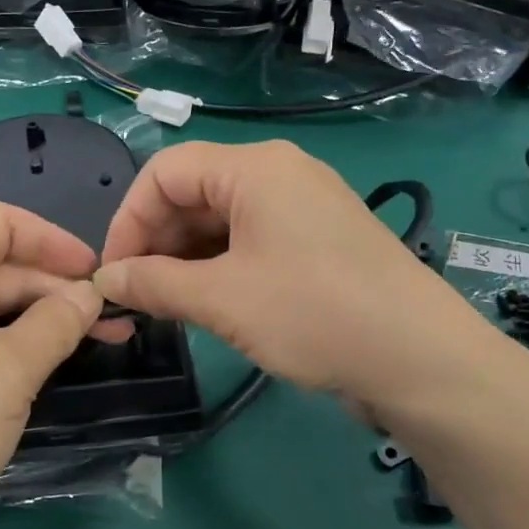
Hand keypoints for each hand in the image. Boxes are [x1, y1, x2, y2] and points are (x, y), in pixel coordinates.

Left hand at [0, 202, 102, 528]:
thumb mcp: (10, 369)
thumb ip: (56, 322)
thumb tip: (89, 294)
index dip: (48, 237)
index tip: (91, 270)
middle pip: (2, 267)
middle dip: (58, 286)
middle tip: (113, 319)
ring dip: (48, 318)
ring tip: (103, 340)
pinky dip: (25, 345)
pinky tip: (58, 364)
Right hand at [92, 140, 501, 421]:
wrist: (423, 361)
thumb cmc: (315, 314)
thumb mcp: (222, 299)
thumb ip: (154, 284)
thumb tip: (105, 281)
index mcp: (254, 167)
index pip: (165, 172)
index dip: (129, 218)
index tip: (113, 272)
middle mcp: (278, 173)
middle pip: (192, 192)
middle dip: (156, 241)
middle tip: (138, 295)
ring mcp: (301, 206)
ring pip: (219, 219)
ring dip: (184, 257)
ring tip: (166, 304)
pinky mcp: (316, 239)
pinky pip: (249, 239)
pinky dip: (218, 265)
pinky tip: (204, 301)